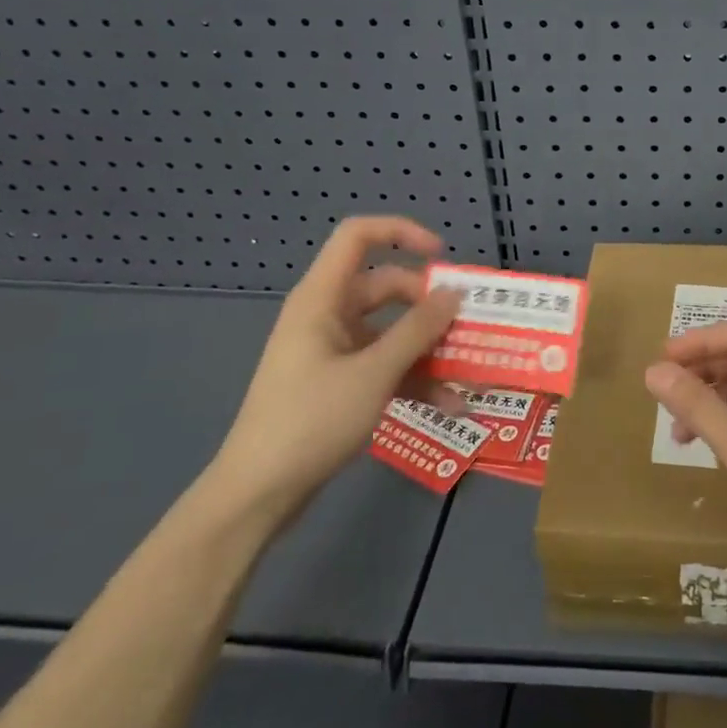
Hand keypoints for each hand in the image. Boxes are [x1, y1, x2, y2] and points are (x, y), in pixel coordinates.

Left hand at [207, 216, 462, 523]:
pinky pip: (384, 365)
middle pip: (386, 287)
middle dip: (429, 305)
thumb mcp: (374, 373)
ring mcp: (333, 350)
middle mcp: (328, 316)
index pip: (358, 236)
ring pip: (391, 331)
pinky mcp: (339, 382)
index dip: (401, 233)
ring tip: (468, 370)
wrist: (258, 494)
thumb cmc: (311, 420)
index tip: (442, 256)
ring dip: (428, 348)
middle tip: (467, 325)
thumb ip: (418, 330)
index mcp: (323, 298)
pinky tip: (449, 403)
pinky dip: (414, 378)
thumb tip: (454, 293)